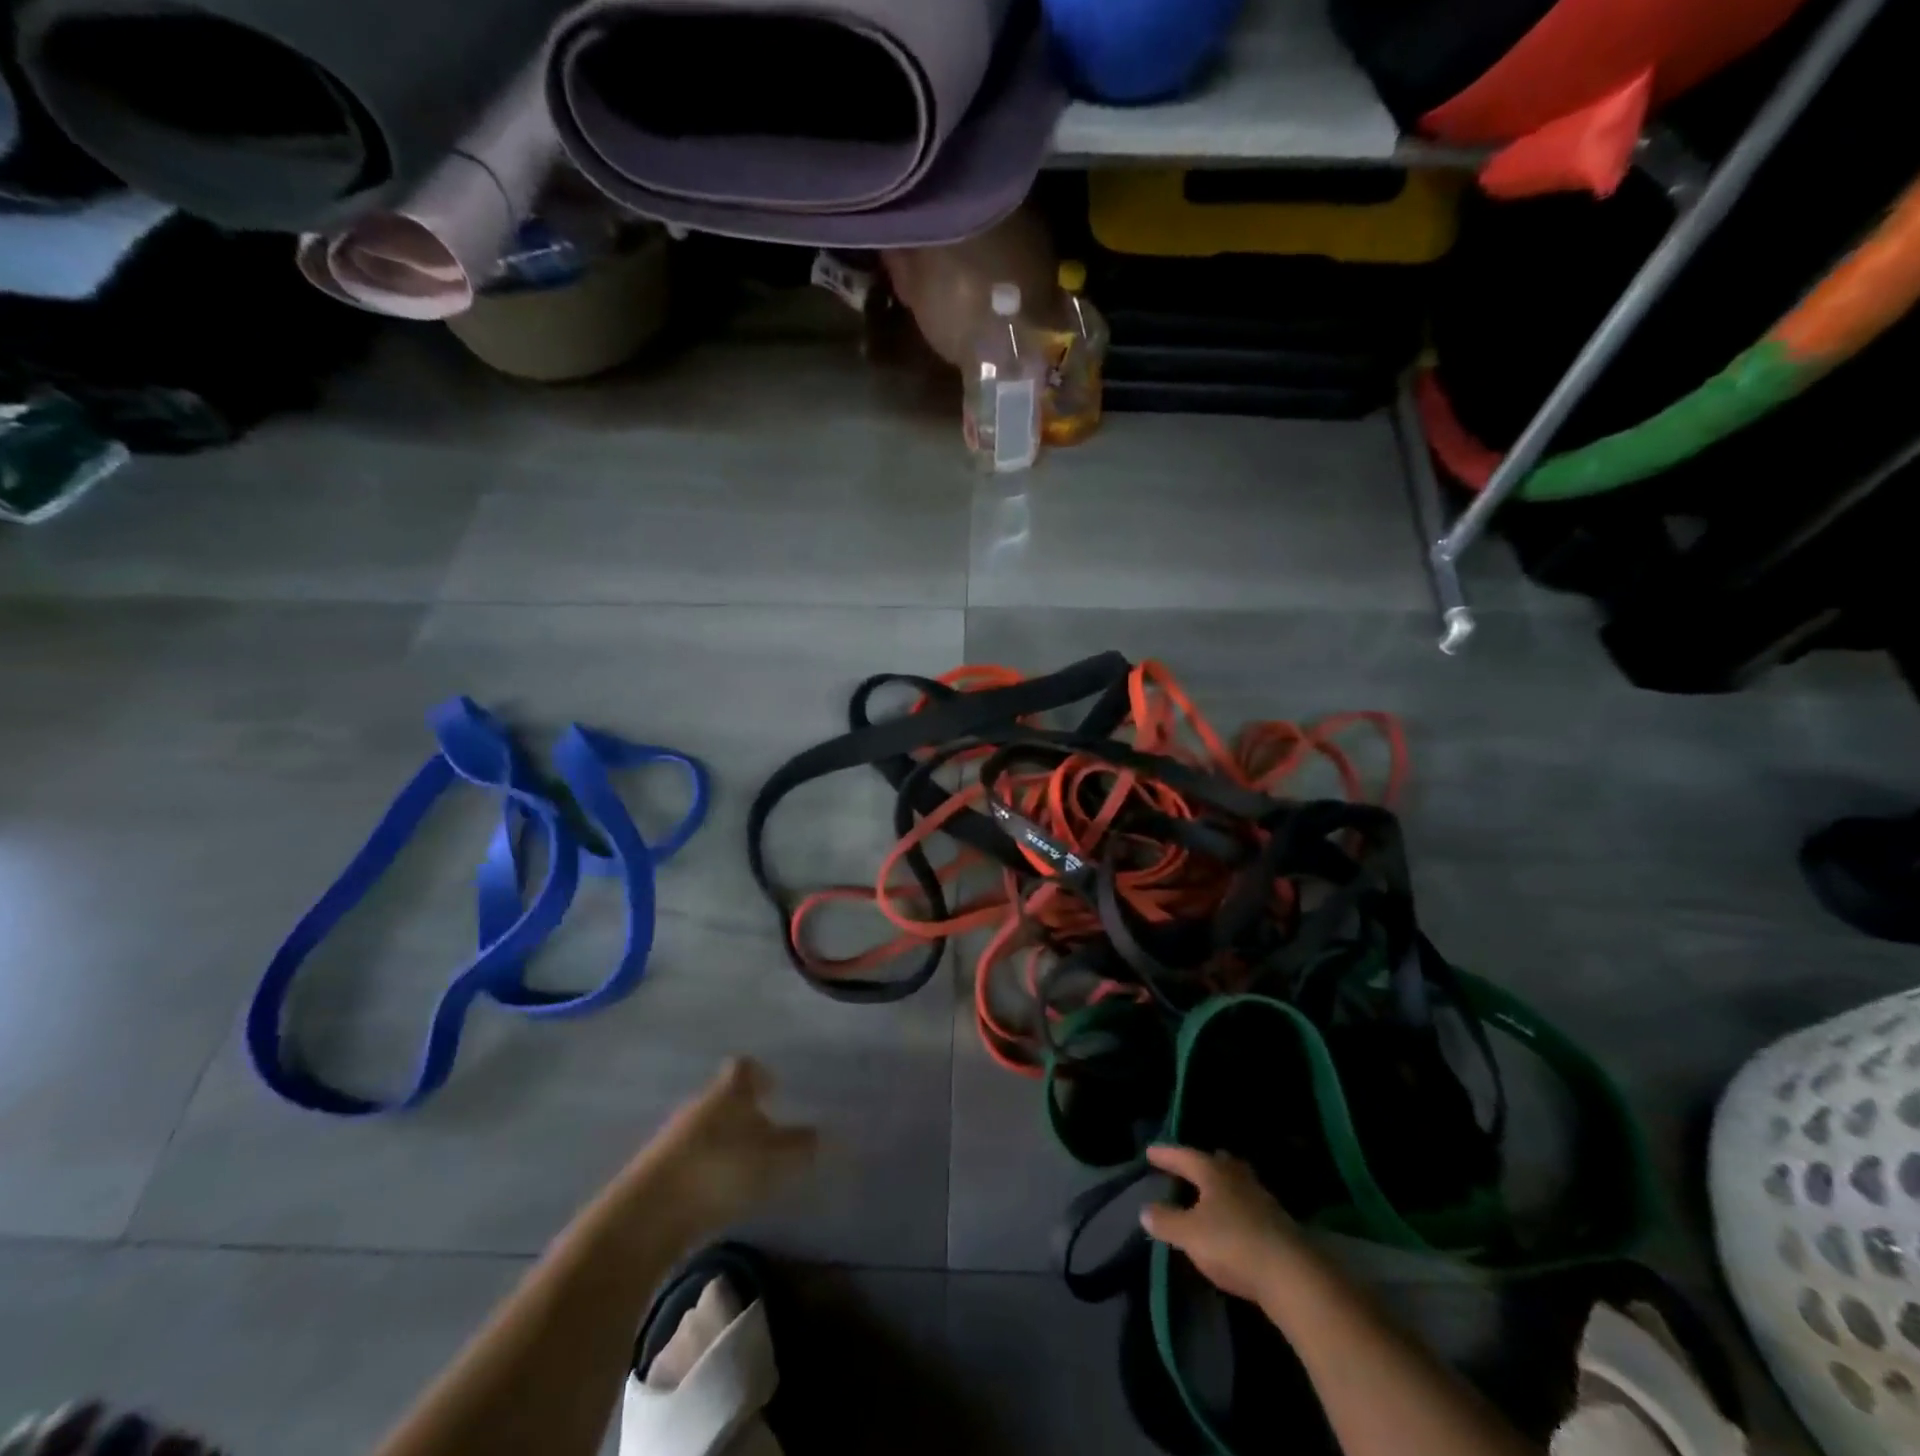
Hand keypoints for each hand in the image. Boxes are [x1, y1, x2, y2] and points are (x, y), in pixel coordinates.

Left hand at [629, 1058, 818, 1232]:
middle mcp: (701, 1104)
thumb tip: (821, 1134)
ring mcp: (673, 1136)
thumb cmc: (720, 1171)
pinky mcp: (656, 1170)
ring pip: (707, 1129)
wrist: (647, 1215)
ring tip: (746, 1170)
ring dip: (725, 1144)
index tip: (774, 1090)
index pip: (745, 1068)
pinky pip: (690, 1159)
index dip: (760, 1076)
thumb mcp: (774, 1159)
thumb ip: (801, 1145)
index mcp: (729, 1092)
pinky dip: (707, 1170)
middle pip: (725, 1099)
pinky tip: (718, 1194)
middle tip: (768, 1134)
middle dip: (745, 1114)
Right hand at [1139, 1145, 1304, 1303]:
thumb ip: (1166, 1221)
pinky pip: (1248, 1203)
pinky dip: (1236, 1205)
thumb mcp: (1190, 1235)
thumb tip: (1145, 1209)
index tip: (1150, 1152)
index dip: (1166, 1155)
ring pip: (1236, 1181)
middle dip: (1200, 1163)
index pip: (1184, 1156)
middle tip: (1187, 1166)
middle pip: (1216, 1162)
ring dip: (1221, 1184)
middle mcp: (1237, 1177)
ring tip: (1210, 1192)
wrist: (1291, 1274)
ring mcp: (1261, 1198)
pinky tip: (1233, 1219)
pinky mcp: (1278, 1223)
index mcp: (1213, 1172)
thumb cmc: (1232, 1244)